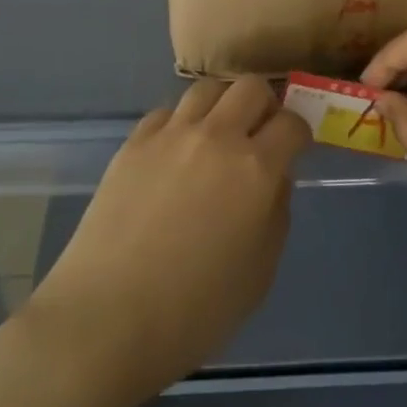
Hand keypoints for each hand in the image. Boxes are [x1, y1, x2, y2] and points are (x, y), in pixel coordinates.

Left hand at [21, 77, 309, 403]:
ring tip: (217, 133)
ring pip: (207, 89)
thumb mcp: (259, 274)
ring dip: (222, 105)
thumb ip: (276, 215)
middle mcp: (217, 137)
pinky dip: (180, 123)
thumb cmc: (194, 312)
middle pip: (250, 87)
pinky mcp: (134, 143)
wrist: (106, 319)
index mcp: (256, 169)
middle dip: (264, 104)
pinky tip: (175, 152)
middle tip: (259, 133)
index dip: (299, 132)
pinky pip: (166, 113)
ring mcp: (171, 135)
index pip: (291, 123)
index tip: (296, 147)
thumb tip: (274, 180)